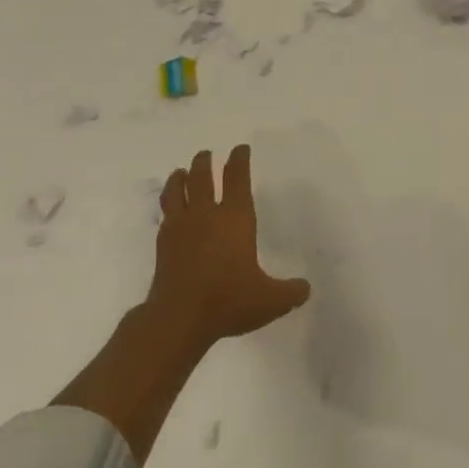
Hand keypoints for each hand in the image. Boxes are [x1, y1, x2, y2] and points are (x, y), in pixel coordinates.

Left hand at [148, 145, 310, 347]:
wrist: (178, 318)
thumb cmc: (229, 300)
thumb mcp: (270, 300)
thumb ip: (290, 292)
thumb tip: (305, 288)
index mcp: (235, 219)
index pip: (237, 179)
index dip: (239, 161)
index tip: (240, 148)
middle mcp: (206, 216)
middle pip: (201, 178)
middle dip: (204, 162)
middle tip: (205, 153)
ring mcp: (181, 228)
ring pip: (176, 192)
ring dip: (179, 178)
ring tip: (180, 172)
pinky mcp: (163, 245)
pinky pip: (165, 215)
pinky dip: (168, 206)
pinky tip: (170, 212)